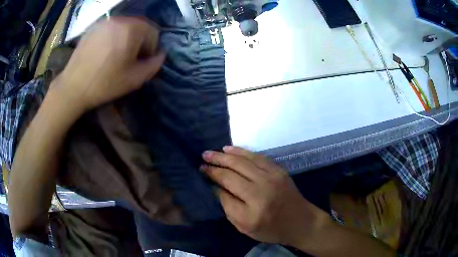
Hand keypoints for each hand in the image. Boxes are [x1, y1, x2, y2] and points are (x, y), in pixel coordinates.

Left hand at [56, 17, 164, 111]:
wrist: (73, 87)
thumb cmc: (104, 84)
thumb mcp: (134, 79)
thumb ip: (154, 65)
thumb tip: (160, 55)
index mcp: (132, 29)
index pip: (153, 32)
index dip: (151, 49)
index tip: (141, 63)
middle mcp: (119, 19)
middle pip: (140, 27)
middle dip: (139, 42)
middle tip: (130, 59)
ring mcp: (105, 22)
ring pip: (125, 26)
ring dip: (127, 38)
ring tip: (117, 55)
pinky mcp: (94, 27)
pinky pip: (111, 28)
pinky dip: (114, 37)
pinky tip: (105, 52)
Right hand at [201, 146, 330, 245]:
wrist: (301, 221)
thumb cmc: (272, 229)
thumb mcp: (245, 227)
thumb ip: (229, 208)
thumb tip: (215, 187)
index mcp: (252, 211)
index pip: (225, 191)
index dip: (212, 179)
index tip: (202, 171)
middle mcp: (262, 191)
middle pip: (233, 173)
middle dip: (215, 164)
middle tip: (202, 158)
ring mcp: (272, 177)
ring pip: (243, 161)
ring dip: (225, 155)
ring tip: (211, 152)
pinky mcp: (278, 170)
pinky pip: (257, 157)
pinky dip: (241, 152)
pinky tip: (230, 149)